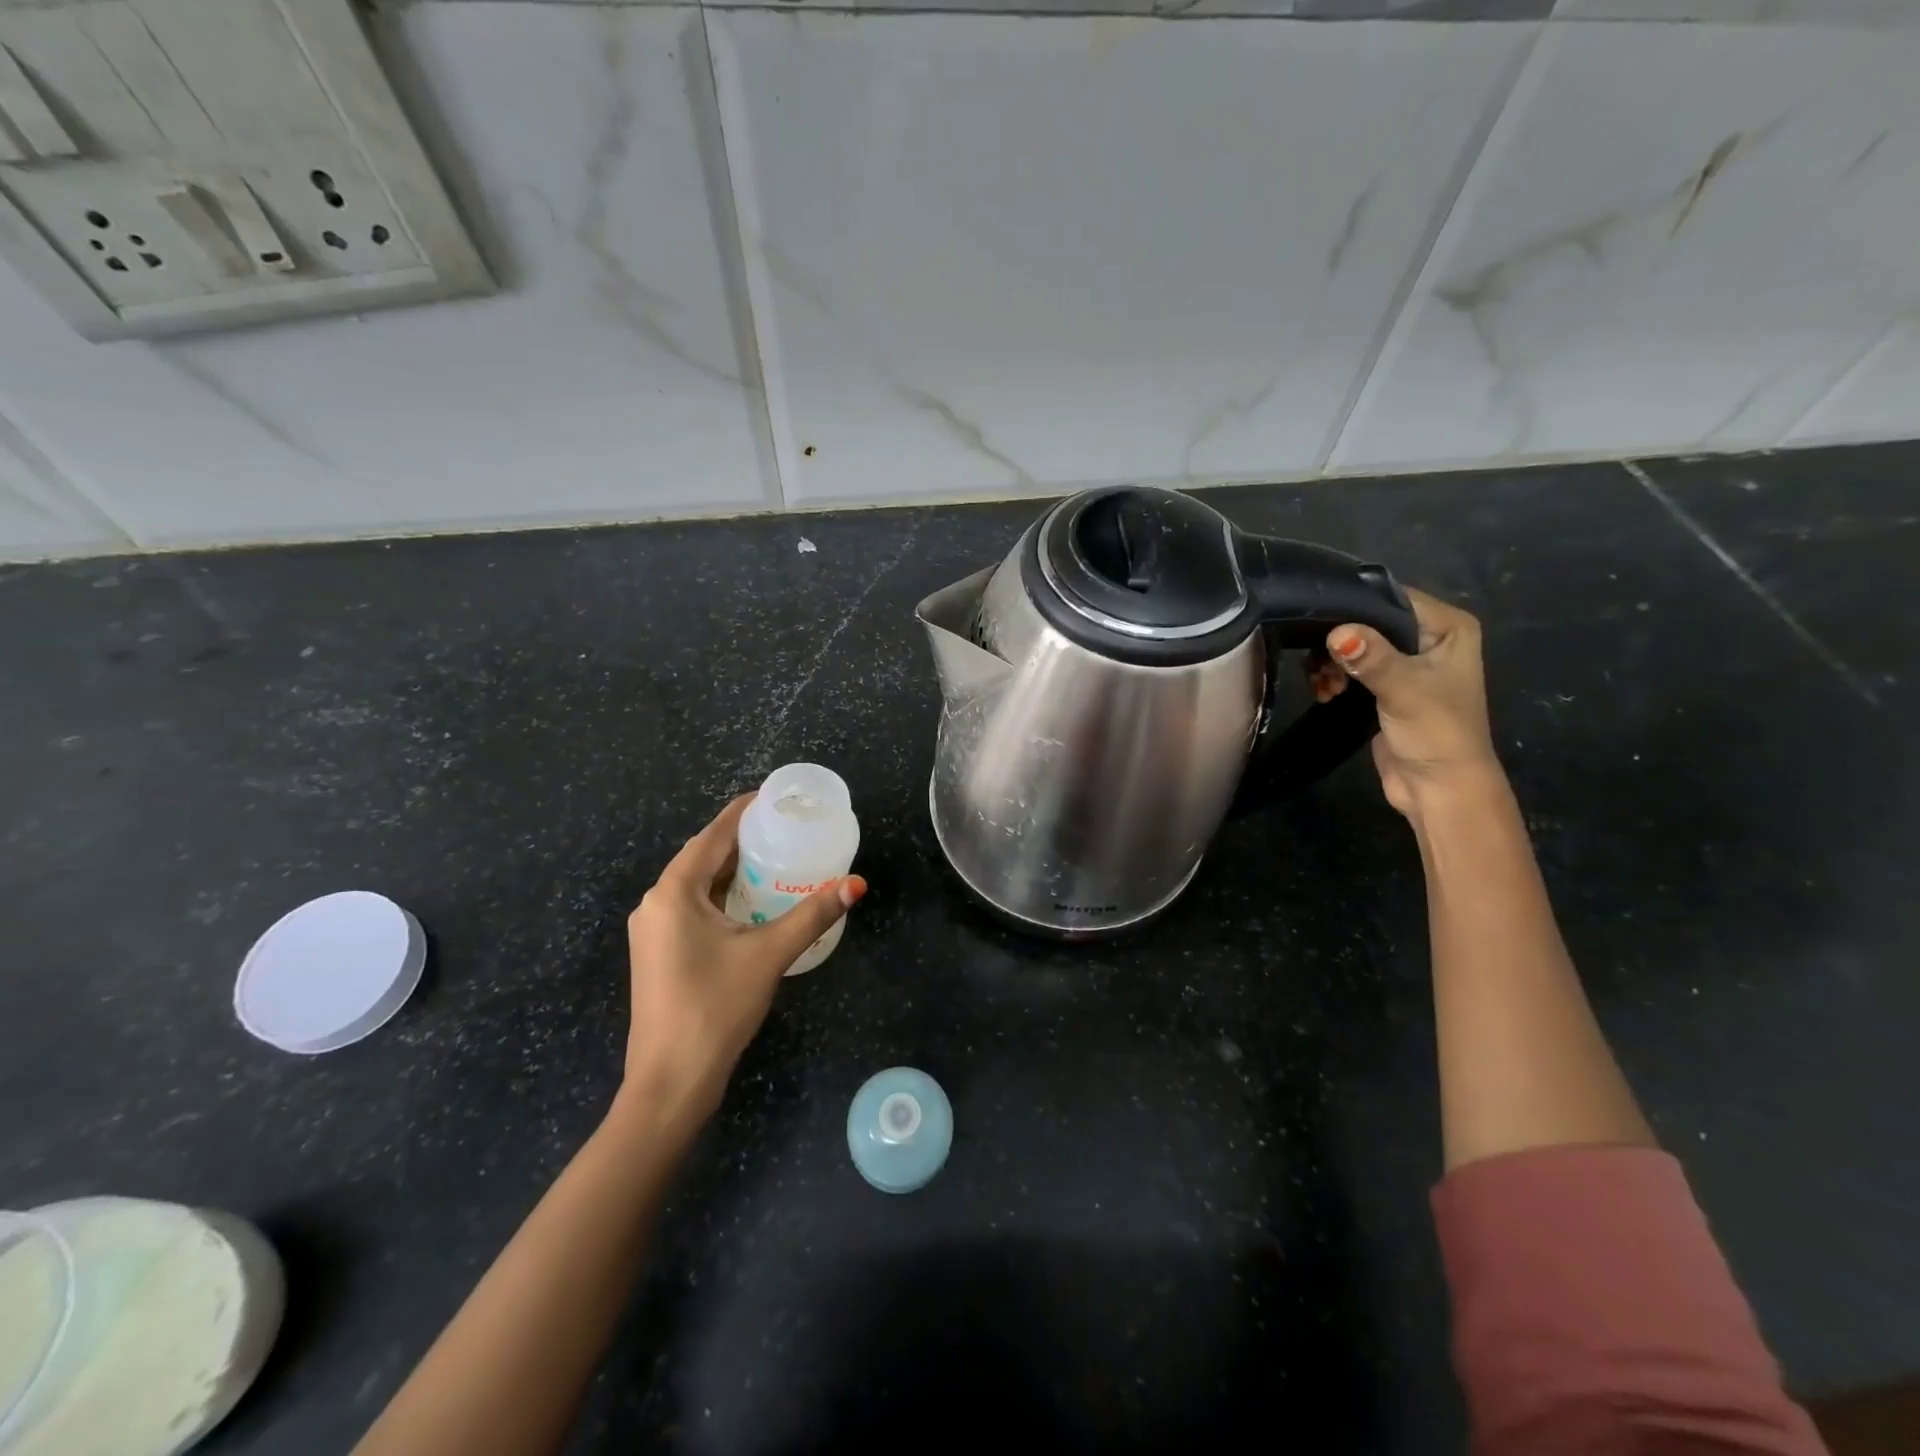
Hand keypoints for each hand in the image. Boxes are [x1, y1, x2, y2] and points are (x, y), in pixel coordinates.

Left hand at [621, 794, 865, 1125]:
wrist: (671, 1081)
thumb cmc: (716, 1007)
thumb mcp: (769, 953)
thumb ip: (813, 914)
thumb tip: (856, 883)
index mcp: (674, 892)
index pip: (713, 835)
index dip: (743, 812)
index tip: (774, 797)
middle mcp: (656, 902)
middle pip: (702, 856)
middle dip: (741, 839)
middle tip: (785, 828)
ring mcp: (653, 930)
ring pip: (696, 883)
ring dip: (731, 868)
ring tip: (775, 857)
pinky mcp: (659, 952)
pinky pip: (692, 907)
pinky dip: (721, 895)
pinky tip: (750, 900)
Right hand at [1318, 588, 1503, 819]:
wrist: (1438, 789)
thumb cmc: (1436, 733)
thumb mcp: (1404, 690)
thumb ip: (1371, 658)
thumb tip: (1336, 633)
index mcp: (1448, 628)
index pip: (1393, 598)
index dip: (1355, 607)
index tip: (1317, 619)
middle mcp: (1430, 639)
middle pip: (1370, 622)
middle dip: (1339, 641)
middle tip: (1319, 665)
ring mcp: (1407, 664)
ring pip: (1356, 646)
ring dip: (1332, 663)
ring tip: (1324, 686)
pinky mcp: (1386, 688)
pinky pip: (1352, 669)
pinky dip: (1334, 677)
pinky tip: (1325, 693)